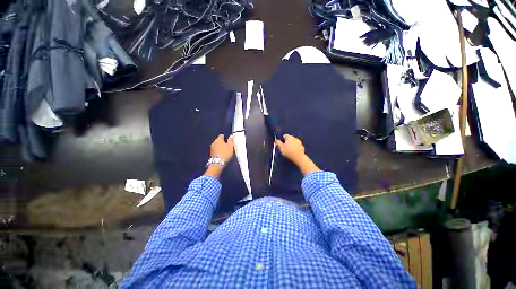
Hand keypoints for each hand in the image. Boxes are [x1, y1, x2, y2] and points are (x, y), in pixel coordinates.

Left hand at [204, 135, 233, 178]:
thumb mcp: (230, 146)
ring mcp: (212, 148)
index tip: (228, 140)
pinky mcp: (211, 153)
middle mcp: (214, 142)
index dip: (225, 137)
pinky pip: (216, 149)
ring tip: (225, 150)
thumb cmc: (225, 153)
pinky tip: (222, 153)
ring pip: (217, 145)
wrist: (218, 163)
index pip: (221, 135)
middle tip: (228, 145)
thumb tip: (232, 136)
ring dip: (220, 146)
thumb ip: (231, 140)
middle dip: (222, 142)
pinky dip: (218, 150)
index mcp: (218, 139)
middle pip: (218, 140)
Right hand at [275, 134, 319, 175]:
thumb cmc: (288, 152)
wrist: (299, 157)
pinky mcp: (302, 147)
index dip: (283, 138)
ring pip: (294, 141)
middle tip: (285, 144)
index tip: (281, 141)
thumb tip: (276, 140)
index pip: (285, 135)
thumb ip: (278, 143)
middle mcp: (295, 138)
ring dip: (292, 143)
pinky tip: (294, 150)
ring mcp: (299, 142)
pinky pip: (298, 145)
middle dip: (288, 140)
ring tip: (290, 147)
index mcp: (289, 137)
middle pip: (290, 138)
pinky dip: (295, 146)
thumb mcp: (281, 148)